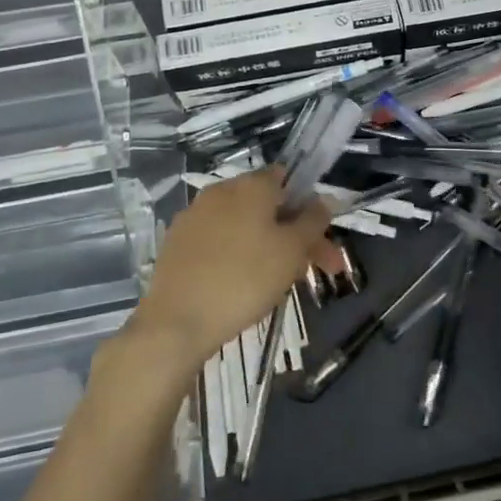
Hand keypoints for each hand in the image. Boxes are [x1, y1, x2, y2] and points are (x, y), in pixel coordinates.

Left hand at [126, 167, 340, 385]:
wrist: (176, 322)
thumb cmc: (245, 279)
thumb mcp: (292, 250)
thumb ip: (313, 220)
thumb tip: (324, 199)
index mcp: (250, 185)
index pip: (287, 178)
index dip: (309, 205)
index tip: (322, 238)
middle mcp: (220, 191)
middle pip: (268, 206)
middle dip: (295, 235)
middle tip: (318, 270)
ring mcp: (194, 217)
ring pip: (244, 226)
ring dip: (269, 247)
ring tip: (283, 284)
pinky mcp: (177, 243)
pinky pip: (220, 242)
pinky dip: (239, 256)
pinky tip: (245, 285)